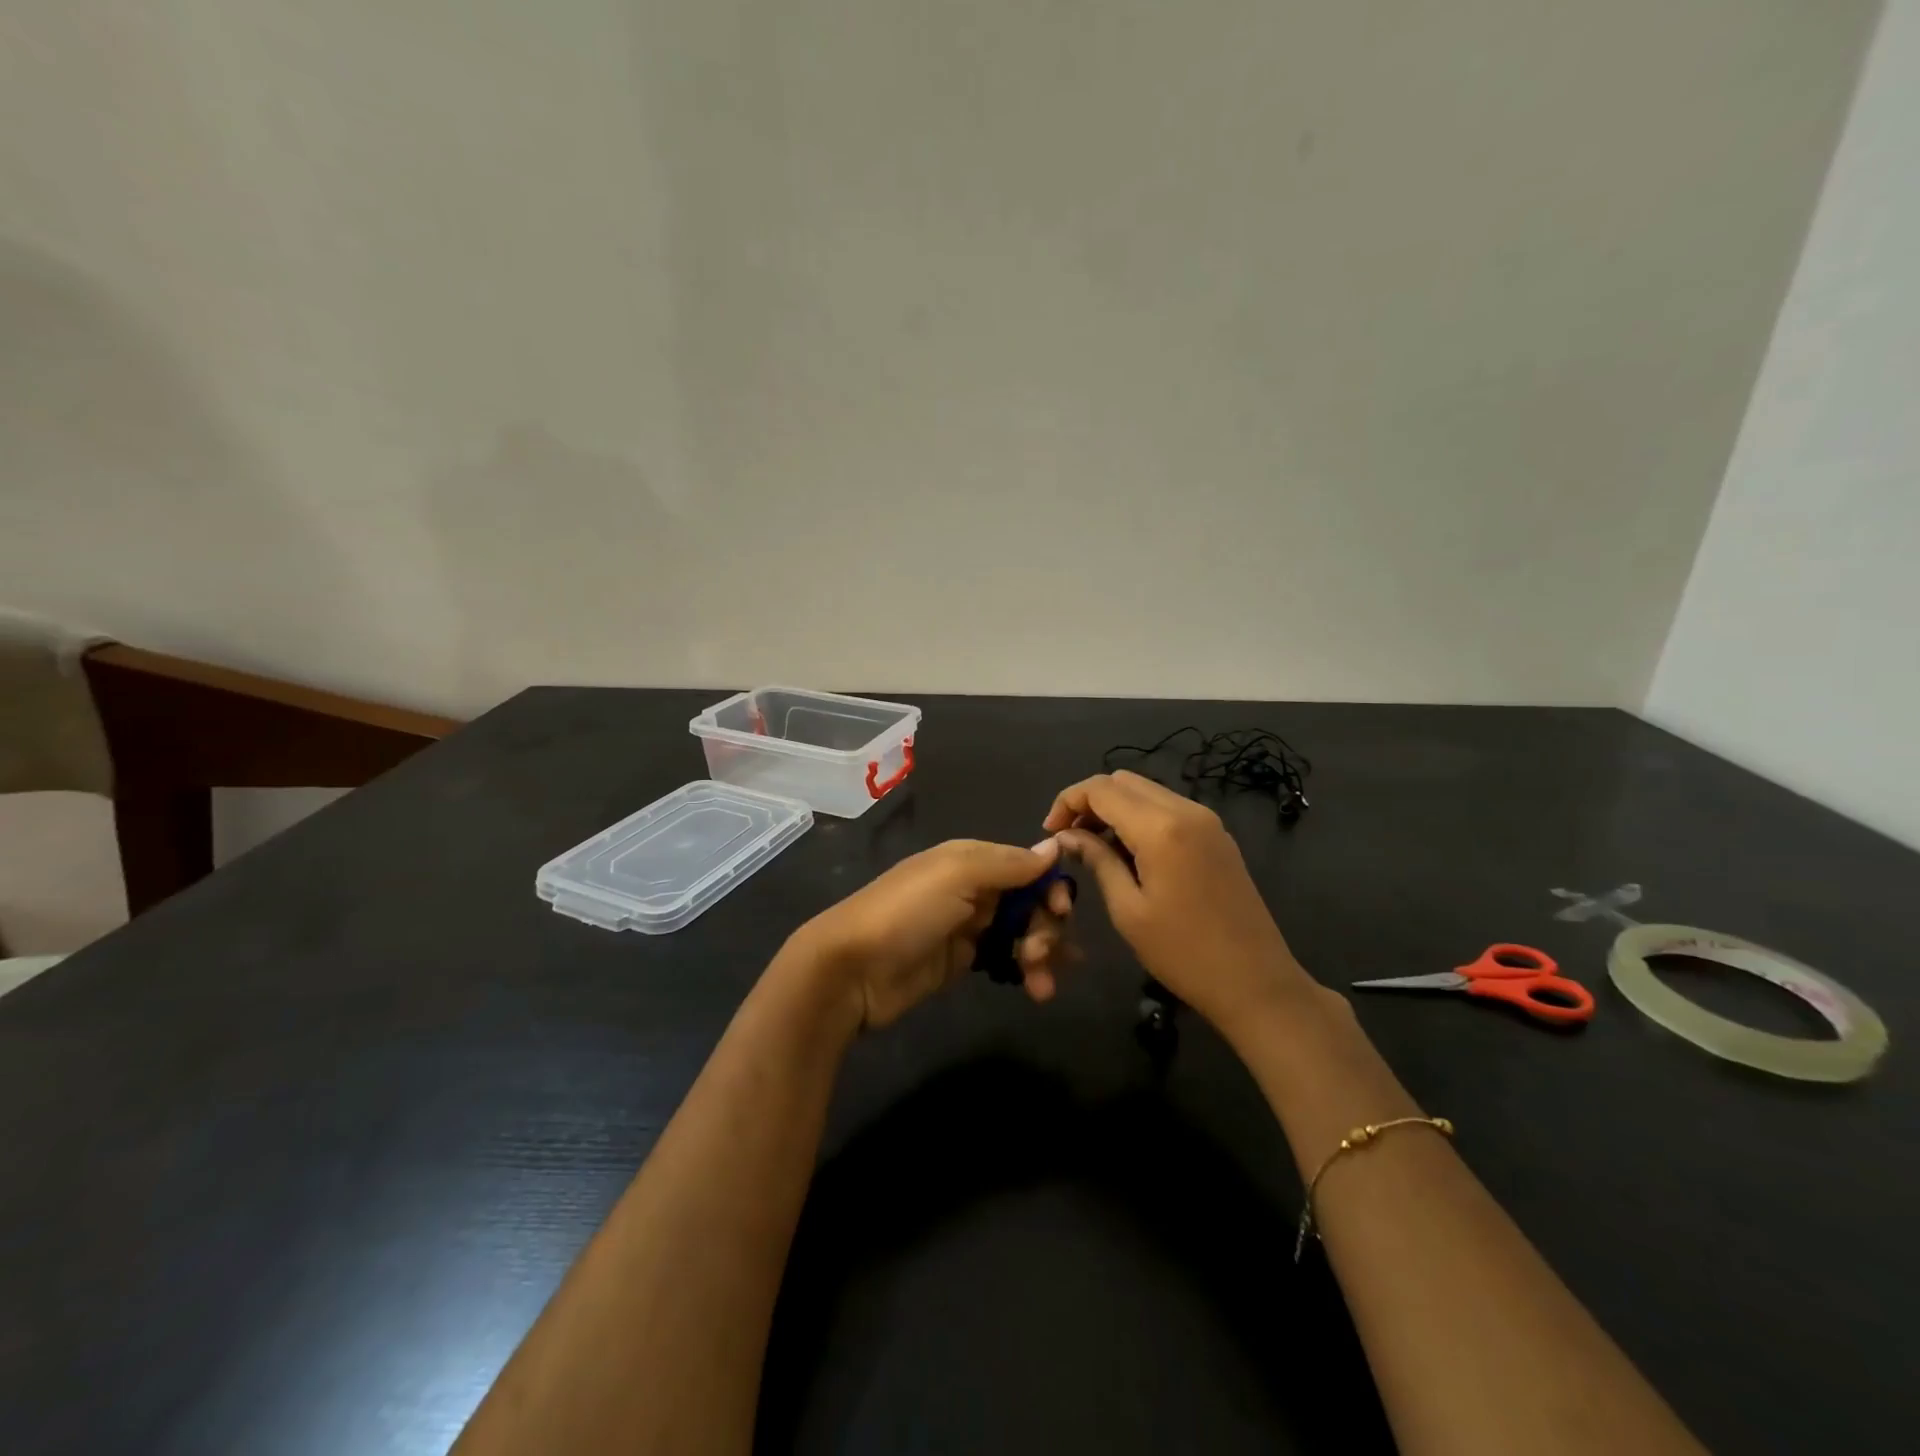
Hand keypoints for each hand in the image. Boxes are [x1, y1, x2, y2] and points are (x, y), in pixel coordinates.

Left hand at [793, 838, 1078, 1030]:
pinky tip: (1038, 989)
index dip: (1050, 885)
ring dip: (1042, 952)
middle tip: (1040, 952)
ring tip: (1041, 983)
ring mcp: (967, 926)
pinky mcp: (963, 961)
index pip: (1026, 864)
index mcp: (970, 859)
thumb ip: (1008, 863)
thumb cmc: (906, 913)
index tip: (1063, 910)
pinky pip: (1007, 959)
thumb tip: (1054, 847)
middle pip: (1029, 900)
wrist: (851, 970)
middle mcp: (973, 888)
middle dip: (1047, 925)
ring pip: (1022, 932)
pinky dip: (1027, 971)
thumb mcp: (955, 875)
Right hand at [1043, 771, 1318, 1034]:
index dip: (1068, 801)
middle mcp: (1185, 810)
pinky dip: (1139, 817)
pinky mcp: (1216, 835)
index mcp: (1160, 828)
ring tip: (1094, 847)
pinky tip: (1128, 852)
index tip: (1050, 832)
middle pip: (1123, 781)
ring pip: (1145, 791)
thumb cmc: (1183, 953)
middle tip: (1070, 839)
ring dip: (1114, 808)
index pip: (1101, 789)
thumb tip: (1067, 836)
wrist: (1256, 982)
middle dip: (1089, 801)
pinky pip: (1167, 808)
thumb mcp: (1128, 909)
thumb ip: (1096, 860)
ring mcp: (1206, 820)